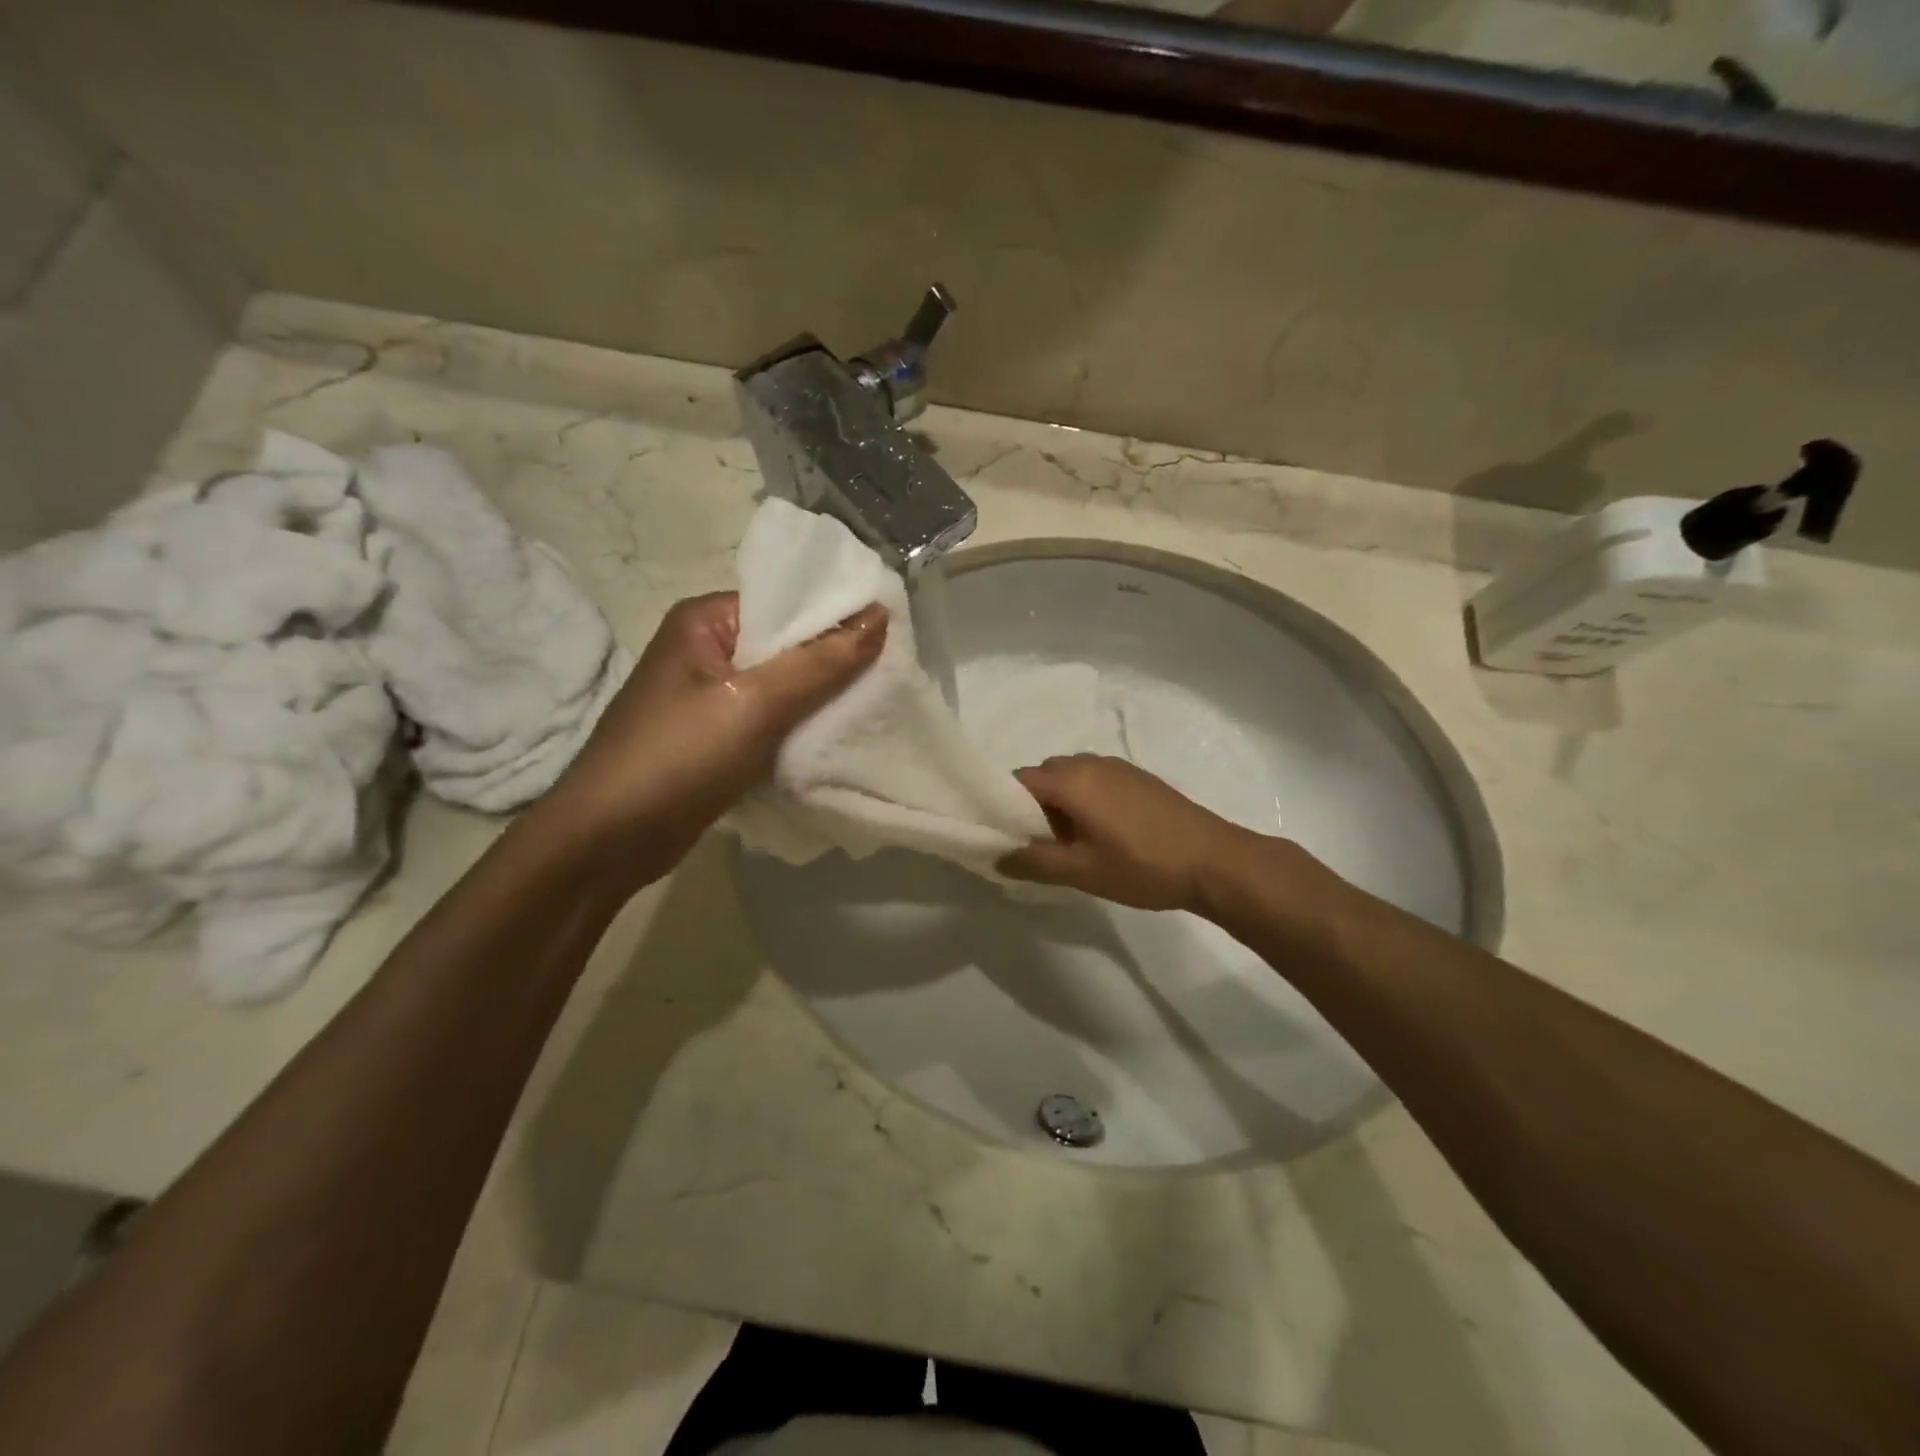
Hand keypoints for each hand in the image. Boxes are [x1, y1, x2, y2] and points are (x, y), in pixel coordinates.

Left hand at [541, 592, 884, 883]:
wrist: (609, 841)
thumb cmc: (678, 756)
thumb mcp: (755, 702)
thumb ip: (820, 661)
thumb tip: (880, 616)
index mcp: (706, 621)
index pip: (785, 603)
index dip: (837, 617)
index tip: (891, 637)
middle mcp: (707, 651)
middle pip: (787, 647)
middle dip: (835, 663)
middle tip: (892, 675)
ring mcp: (711, 699)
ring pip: (784, 689)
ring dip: (822, 701)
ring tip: (876, 706)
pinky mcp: (718, 741)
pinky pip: (772, 723)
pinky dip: (801, 731)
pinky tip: (839, 739)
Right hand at [998, 755, 1255, 912]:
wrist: (1215, 860)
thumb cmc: (1142, 865)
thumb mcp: (1082, 871)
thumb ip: (1034, 863)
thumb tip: (997, 857)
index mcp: (1071, 779)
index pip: (1018, 780)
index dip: (1003, 805)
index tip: (1003, 835)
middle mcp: (1090, 762)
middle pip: (1044, 776)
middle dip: (1032, 805)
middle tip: (1037, 844)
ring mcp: (1118, 767)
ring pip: (1071, 777)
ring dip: (1061, 803)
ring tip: (1071, 843)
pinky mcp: (1139, 778)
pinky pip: (1095, 780)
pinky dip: (1085, 800)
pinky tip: (1102, 834)